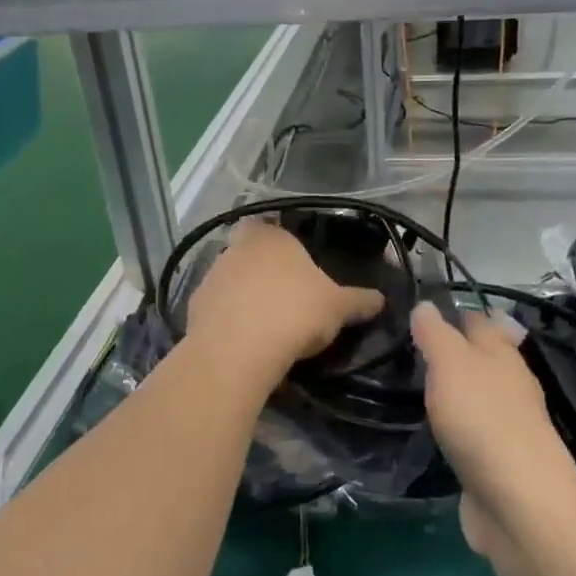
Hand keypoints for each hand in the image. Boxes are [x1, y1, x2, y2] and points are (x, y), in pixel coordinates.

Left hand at [185, 221, 385, 381]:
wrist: (238, 350)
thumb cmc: (294, 312)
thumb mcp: (337, 308)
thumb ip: (359, 301)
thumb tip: (382, 299)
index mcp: (271, 237)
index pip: (270, 225)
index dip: (280, 242)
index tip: (294, 264)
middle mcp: (235, 248)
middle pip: (248, 253)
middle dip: (262, 271)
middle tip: (284, 296)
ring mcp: (211, 277)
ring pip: (230, 281)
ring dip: (243, 296)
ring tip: (265, 324)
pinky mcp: (194, 309)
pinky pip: (217, 309)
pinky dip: (228, 320)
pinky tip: (244, 341)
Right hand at [411, 302, 575, 554]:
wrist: (518, 503)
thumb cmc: (483, 421)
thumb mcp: (452, 364)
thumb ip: (436, 334)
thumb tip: (426, 304)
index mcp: (502, 355)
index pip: (478, 321)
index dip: (452, 313)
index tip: (417, 312)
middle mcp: (509, 385)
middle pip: (480, 358)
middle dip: (451, 352)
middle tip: (406, 350)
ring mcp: (506, 425)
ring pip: (475, 395)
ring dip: (451, 390)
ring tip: (411, 385)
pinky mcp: (497, 461)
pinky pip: (471, 432)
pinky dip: (453, 426)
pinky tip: (430, 430)